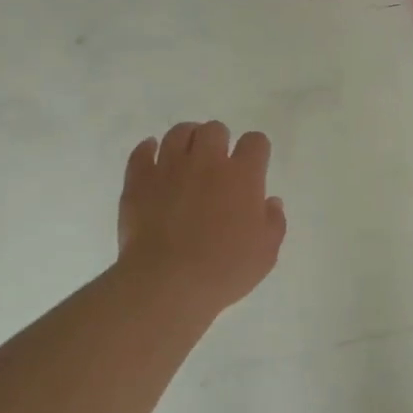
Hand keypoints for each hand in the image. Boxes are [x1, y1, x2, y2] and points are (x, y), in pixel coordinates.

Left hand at [118, 121, 286, 317]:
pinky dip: (148, 150)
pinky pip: (142, 152)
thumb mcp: (265, 253)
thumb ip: (273, 222)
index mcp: (242, 176)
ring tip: (187, 156)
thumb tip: (271, 202)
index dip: (257, 150)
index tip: (254, 164)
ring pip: (178, 133)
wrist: (167, 283)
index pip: (255, 142)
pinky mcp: (139, 180)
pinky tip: (152, 155)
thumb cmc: (224, 270)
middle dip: (219, 141)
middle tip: (218, 163)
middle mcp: (207, 161)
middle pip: (215, 129)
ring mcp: (169, 167)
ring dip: (187, 139)